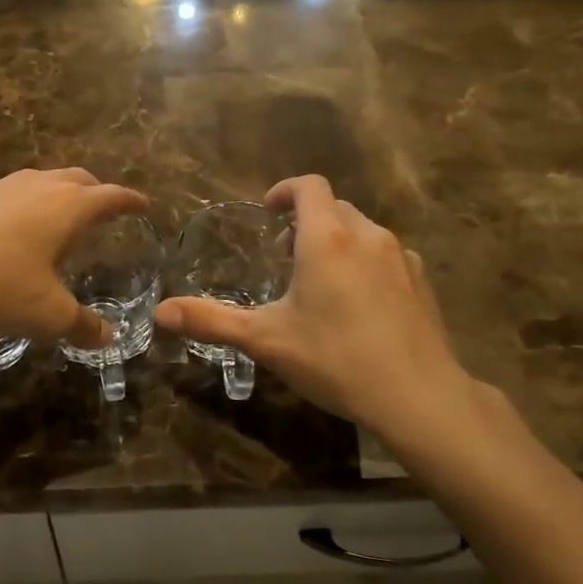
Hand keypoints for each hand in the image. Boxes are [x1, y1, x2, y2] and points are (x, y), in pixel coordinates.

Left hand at [0, 168, 148, 347]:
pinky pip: (10, 191)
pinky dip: (24, 202)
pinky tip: (12, 225)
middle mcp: (39, 187)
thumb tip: (108, 336)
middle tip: (105, 207)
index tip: (144, 205)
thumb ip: (82, 325)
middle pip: (78, 178)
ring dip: (59, 192)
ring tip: (59, 214)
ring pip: (42, 179)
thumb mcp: (48, 315)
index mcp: (68, 207)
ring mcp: (1, 187)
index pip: (111, 196)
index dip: (131, 201)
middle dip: (97, 190)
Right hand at [155, 175, 507, 460]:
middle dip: (307, 221)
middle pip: (334, 207)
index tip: (268, 211)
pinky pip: (388, 256)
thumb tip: (160, 312)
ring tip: (321, 281)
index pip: (309, 187)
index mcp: (325, 238)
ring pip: (363, 231)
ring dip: (337, 241)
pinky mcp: (422, 282)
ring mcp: (400, 258)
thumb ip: (211, 320)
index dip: (285, 191)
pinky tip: (360, 305)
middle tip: (285, 255)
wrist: (418, 396)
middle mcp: (365, 236)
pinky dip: (367, 264)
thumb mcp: (264, 340)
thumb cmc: (334, 358)